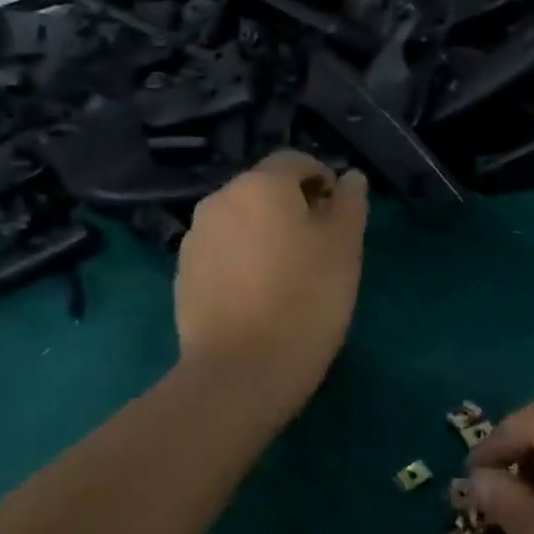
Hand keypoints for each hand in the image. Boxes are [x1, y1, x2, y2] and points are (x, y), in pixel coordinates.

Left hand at [175, 151, 368, 412]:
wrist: (240, 373)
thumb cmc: (305, 302)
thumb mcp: (344, 249)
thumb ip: (349, 204)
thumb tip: (349, 178)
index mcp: (260, 185)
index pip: (296, 161)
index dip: (323, 180)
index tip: (340, 215)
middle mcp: (219, 200)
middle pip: (264, 190)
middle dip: (293, 208)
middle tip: (320, 249)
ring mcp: (195, 239)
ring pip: (241, 222)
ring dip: (265, 234)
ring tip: (289, 276)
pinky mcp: (183, 275)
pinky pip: (222, 253)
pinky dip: (242, 261)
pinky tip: (258, 297)